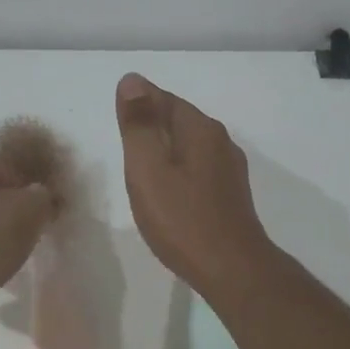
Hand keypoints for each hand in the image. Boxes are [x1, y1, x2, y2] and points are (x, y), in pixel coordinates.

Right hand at [115, 73, 275, 295]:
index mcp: (200, 129)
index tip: (118, 120)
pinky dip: (179, 174)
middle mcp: (220, 142)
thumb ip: (138, 124)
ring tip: (142, 171)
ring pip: (190, 148)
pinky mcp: (231, 196)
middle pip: (179, 122)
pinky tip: (169, 194)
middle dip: (152, 127)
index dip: (138, 104)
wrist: (231, 269)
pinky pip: (198, 172)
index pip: (163, 99)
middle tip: (125, 145)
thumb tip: (132, 80)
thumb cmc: (181, 219)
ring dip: (166, 152)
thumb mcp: (148, 168)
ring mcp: (229, 170)